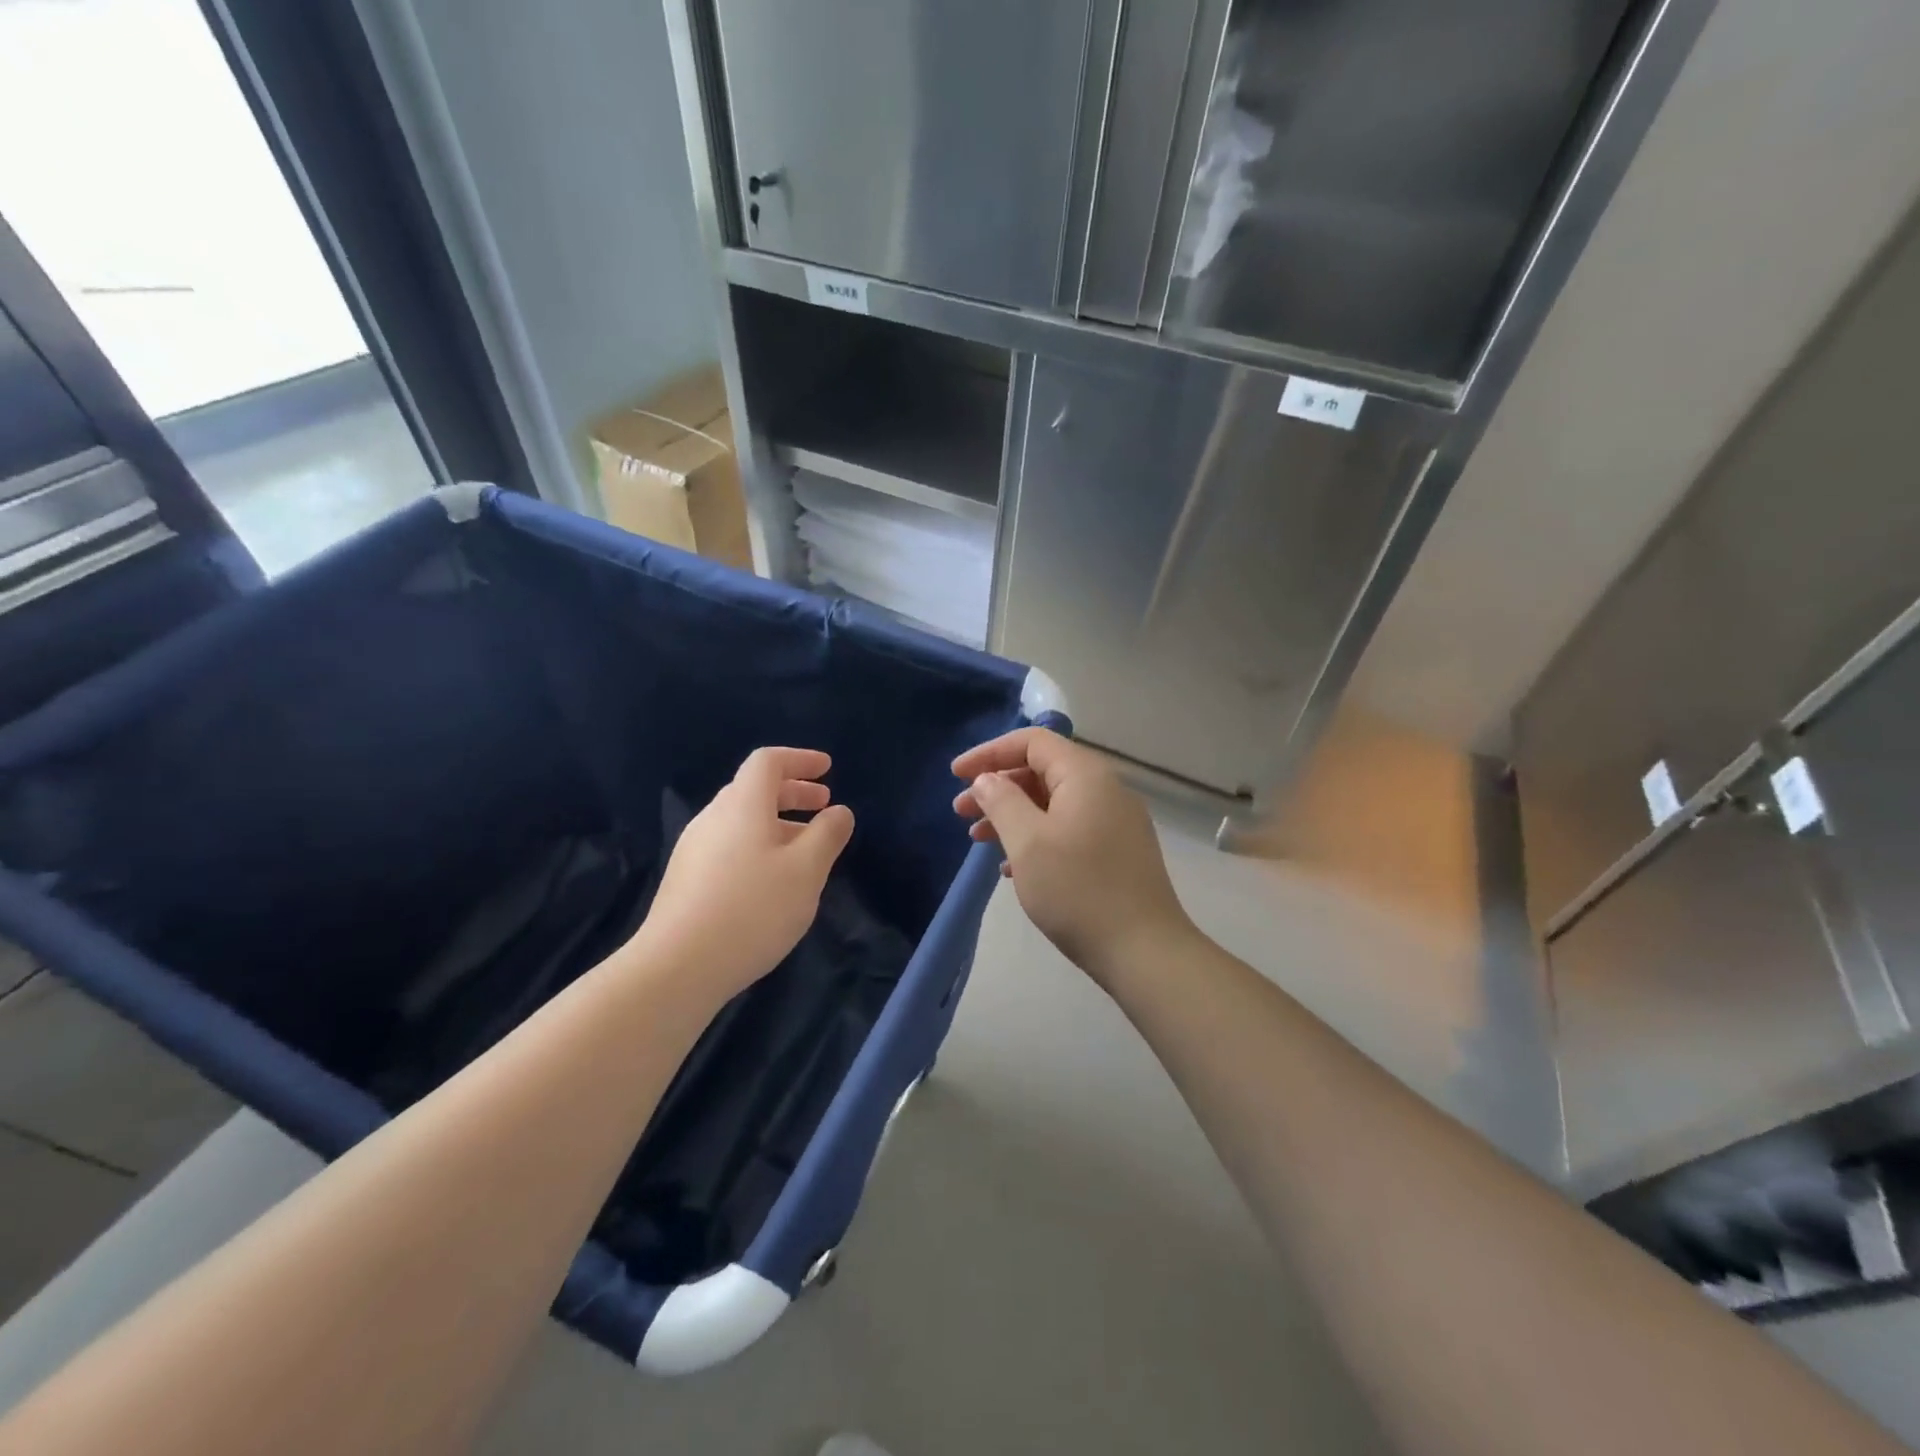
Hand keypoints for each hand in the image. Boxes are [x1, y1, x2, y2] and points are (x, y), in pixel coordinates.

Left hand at [639, 747, 854, 1004]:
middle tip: (824, 804)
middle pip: (753, 789)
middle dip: (793, 791)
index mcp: (742, 805)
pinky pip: (729, 845)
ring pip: (741, 820)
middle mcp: (713, 818)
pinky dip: (758, 845)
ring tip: (805, 846)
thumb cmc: (752, 909)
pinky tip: (772, 879)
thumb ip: (828, 834)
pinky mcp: (686, 879)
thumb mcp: (806, 871)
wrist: (677, 967)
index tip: (827, 769)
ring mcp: (694, 849)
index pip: (768, 762)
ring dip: (777, 822)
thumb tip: (839, 811)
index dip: (800, 759)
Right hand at [953, 728, 1193, 982]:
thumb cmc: (1078, 890)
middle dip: (998, 787)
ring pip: (1054, 802)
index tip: (956, 775)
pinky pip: (1069, 828)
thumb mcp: (1028, 842)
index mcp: (1085, 775)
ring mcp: (1116, 821)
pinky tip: (1012, 867)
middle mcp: (1105, 789)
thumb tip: (987, 779)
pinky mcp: (1118, 851)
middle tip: (961, 812)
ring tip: (979, 840)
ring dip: (1013, 815)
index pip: (1032, 742)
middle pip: (1042, 770)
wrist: (1144, 952)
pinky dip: (1036, 836)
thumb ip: (1001, 801)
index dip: (989, 752)